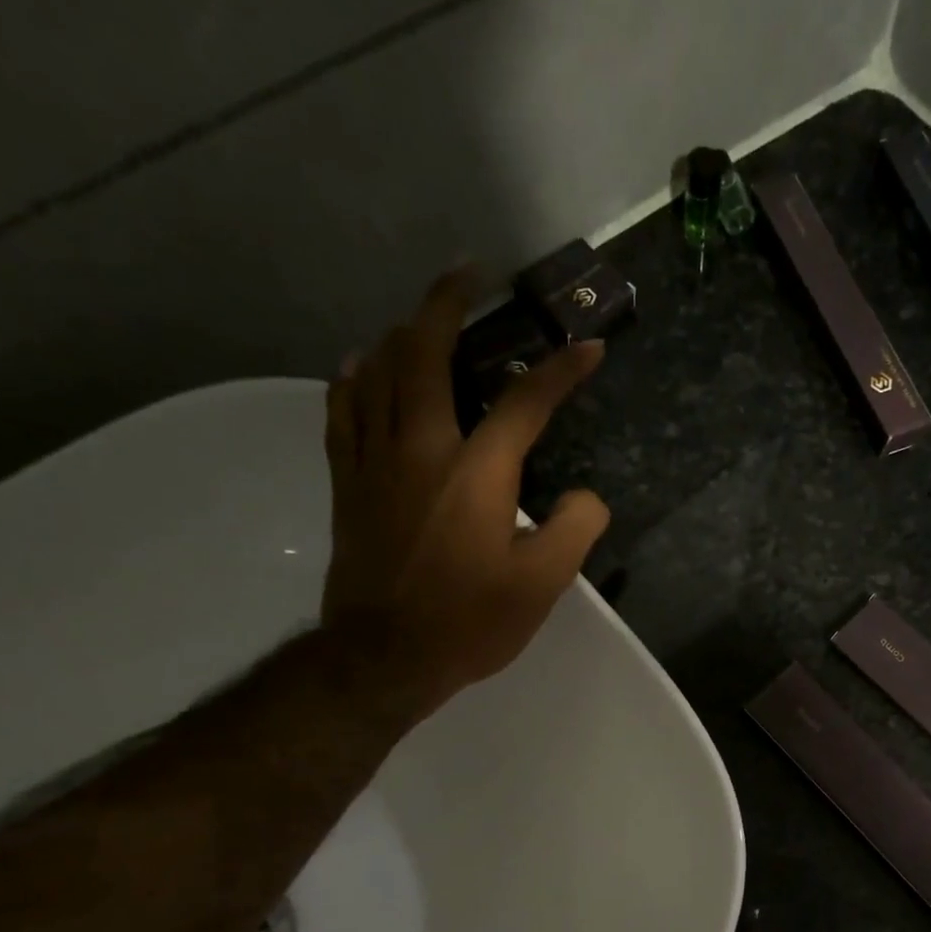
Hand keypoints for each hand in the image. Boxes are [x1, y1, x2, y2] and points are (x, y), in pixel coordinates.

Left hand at [320, 268, 609, 719]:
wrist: (385, 657)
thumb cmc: (469, 623)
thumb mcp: (542, 586)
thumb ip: (574, 531)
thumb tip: (586, 497)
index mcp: (476, 474)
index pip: (525, 403)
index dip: (560, 371)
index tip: (587, 348)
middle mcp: (421, 449)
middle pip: (426, 353)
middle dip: (448, 303)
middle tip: (468, 274)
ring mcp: (375, 462)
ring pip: (377, 371)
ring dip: (401, 332)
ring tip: (420, 317)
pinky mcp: (349, 483)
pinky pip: (342, 411)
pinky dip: (353, 378)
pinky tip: (360, 365)